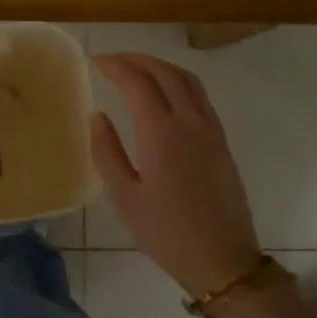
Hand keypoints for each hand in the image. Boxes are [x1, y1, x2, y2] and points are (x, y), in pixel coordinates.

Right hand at [91, 53, 261, 297]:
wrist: (222, 258)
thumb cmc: (166, 232)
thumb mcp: (124, 197)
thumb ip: (107, 151)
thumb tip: (97, 115)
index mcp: (162, 134)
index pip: (137, 82)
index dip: (114, 65)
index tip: (94, 60)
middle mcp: (189, 122)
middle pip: (164, 72)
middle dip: (136, 59)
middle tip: (111, 59)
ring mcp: (210, 129)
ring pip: (186, 79)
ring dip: (159, 65)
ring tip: (136, 67)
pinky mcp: (221, 140)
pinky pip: (199, 95)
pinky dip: (178, 81)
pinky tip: (165, 92)